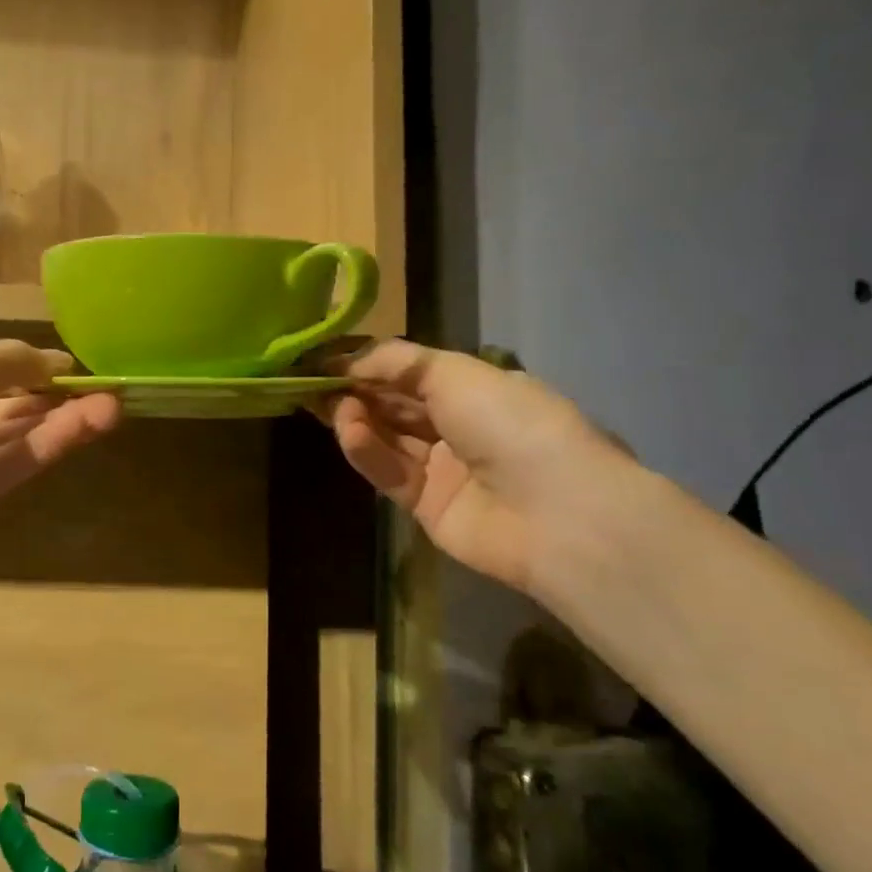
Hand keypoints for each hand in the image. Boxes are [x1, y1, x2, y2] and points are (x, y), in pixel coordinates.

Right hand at [317, 341, 633, 594]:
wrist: (557, 510)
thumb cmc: (510, 422)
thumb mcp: (453, 372)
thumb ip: (395, 362)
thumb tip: (348, 360)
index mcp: (474, 390)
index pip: (409, 373)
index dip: (367, 365)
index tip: (325, 360)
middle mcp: (457, 427)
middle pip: (393, 405)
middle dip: (354, 391)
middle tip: (313, 382)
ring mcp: (442, 468)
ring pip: (386, 438)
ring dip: (357, 419)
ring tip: (331, 406)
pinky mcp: (425, 505)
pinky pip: (389, 472)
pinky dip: (367, 452)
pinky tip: (351, 433)